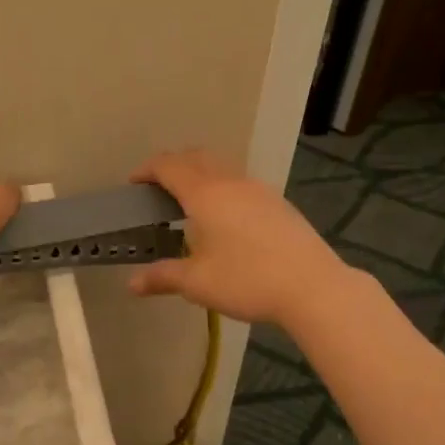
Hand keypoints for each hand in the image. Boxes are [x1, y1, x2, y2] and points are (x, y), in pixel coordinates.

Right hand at [126, 150, 357, 327]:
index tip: (133, 184)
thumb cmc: (247, 280)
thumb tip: (132, 284)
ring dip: (199, 173)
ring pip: (221, 167)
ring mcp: (258, 189)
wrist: (313, 286)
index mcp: (205, 194)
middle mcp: (230, 182)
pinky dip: (221, 186)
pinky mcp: (278, 203)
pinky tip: (224, 217)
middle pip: (196, 157)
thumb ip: (163, 277)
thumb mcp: (197, 283)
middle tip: (157, 188)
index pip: (168, 166)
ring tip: (189, 202)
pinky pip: (240, 182)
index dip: (147, 170)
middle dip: (172, 166)